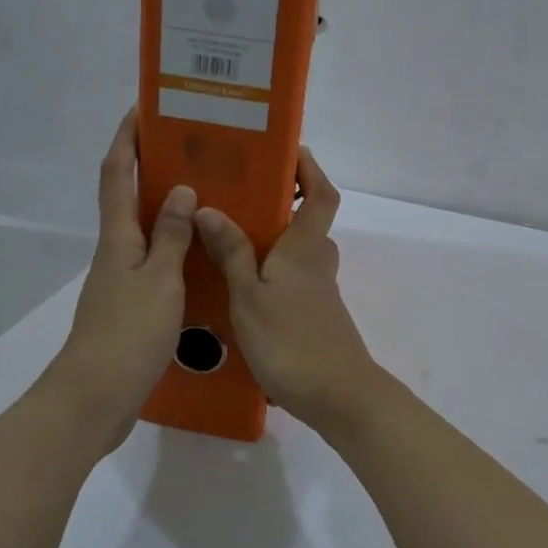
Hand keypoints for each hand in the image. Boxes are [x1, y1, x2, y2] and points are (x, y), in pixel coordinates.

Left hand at [51, 109, 196, 449]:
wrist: (98, 395)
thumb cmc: (128, 332)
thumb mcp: (159, 280)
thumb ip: (171, 236)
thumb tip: (180, 189)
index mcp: (118, 238)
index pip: (116, 173)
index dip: (127, 138)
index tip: (144, 108)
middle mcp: (116, 252)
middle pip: (127, 197)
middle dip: (149, 166)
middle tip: (191, 148)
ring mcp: (122, 280)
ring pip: (144, 230)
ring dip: (166, 207)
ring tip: (207, 193)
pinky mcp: (132, 306)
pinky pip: (155, 261)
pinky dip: (174, 247)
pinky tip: (201, 254)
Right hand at [194, 148, 381, 432]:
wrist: (337, 396)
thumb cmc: (291, 341)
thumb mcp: (249, 295)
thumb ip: (231, 252)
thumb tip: (210, 208)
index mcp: (305, 248)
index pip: (321, 194)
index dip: (310, 170)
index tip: (289, 151)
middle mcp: (318, 264)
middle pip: (309, 222)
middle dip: (283, 204)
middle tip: (241, 197)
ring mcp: (320, 293)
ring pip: (300, 255)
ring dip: (276, 242)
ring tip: (231, 241)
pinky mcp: (316, 318)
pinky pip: (294, 282)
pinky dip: (274, 274)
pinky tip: (242, 289)